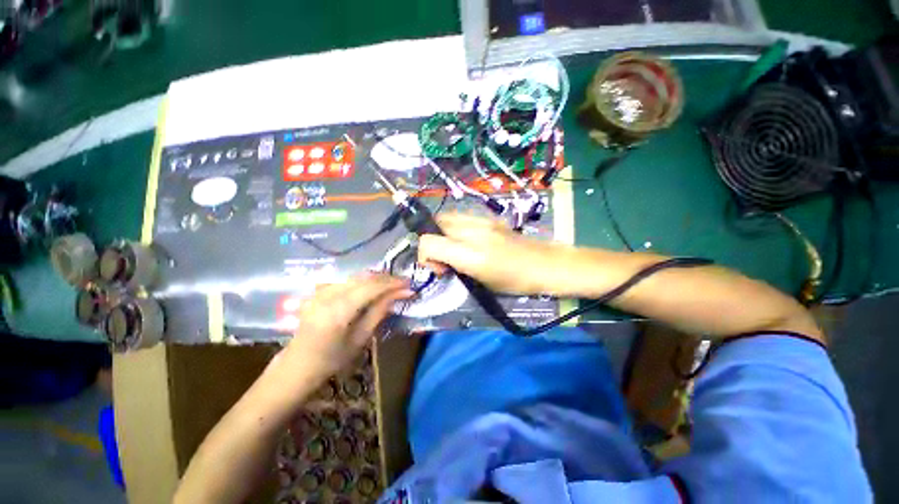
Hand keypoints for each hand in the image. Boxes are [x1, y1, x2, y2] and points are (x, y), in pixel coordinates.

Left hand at [278, 273, 412, 379]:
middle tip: (403, 283)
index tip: (409, 284)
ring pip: (356, 276)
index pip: (371, 288)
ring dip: (375, 278)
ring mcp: (321, 291)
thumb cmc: (332, 360)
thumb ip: (379, 311)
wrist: (298, 365)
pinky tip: (371, 286)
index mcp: (338, 311)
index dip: (392, 283)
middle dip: (386, 278)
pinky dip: (362, 281)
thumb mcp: (360, 338)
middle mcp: (328, 295)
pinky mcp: (318, 291)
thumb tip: (400, 294)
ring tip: (391, 284)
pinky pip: (346, 279)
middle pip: (364, 278)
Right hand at [417, 213, 566, 294]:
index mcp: (470, 255)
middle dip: (432, 240)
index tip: (438, 268)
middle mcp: (473, 233)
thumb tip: (443, 261)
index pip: (429, 242)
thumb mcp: (481, 282)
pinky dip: (456, 226)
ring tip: (454, 246)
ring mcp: (482, 221)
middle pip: (435, 224)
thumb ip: (457, 267)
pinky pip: (462, 216)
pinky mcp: (490, 217)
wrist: (544, 264)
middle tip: (445, 257)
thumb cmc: (515, 282)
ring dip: (443, 231)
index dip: (424, 255)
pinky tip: (468, 238)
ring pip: (447, 216)